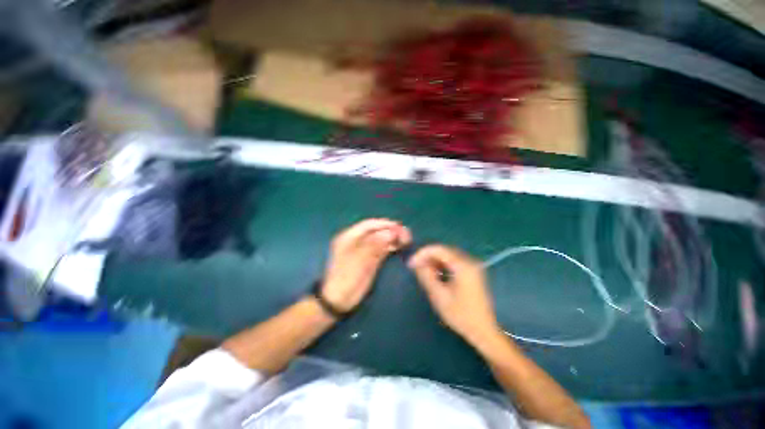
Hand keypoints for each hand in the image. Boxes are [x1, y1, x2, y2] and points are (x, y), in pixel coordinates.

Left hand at [322, 219, 411, 311]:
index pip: (369, 225)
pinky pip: (379, 249)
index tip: (400, 227)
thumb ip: (375, 245)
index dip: (385, 224)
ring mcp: (361, 250)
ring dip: (391, 238)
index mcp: (349, 237)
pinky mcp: (367, 259)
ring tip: (406, 240)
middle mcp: (355, 240)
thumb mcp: (360, 261)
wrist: (338, 301)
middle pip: (375, 231)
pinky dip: (389, 247)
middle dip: (390, 231)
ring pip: (379, 240)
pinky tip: (397, 247)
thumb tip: (391, 232)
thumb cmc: (346, 279)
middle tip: (406, 235)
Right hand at [409, 245, 499, 344]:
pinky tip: (436, 274)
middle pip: (444, 251)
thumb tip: (416, 263)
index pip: (438, 249)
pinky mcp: (472, 273)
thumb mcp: (439, 296)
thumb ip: (426, 276)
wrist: (484, 332)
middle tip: (415, 267)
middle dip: (427, 256)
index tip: (410, 264)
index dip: (422, 254)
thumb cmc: (461, 315)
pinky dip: (442, 265)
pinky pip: (454, 262)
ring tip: (423, 271)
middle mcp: (469, 261)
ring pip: (448, 256)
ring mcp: (472, 267)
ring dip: (434, 261)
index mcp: (463, 266)